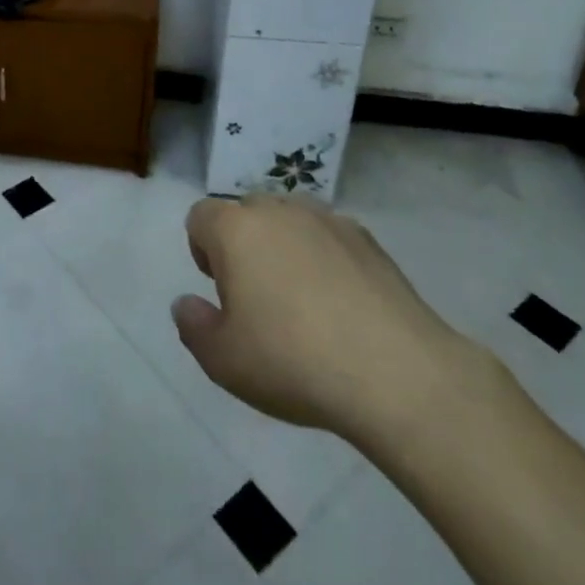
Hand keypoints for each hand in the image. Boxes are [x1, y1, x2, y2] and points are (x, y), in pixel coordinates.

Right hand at [172, 195, 487, 447]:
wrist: (397, 374)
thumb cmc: (294, 361)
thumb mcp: (224, 361)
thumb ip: (193, 327)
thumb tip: (187, 304)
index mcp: (235, 229)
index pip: (201, 217)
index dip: (203, 250)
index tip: (220, 292)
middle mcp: (277, 210)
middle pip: (246, 213)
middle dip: (244, 245)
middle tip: (258, 299)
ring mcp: (326, 219)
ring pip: (290, 221)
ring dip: (286, 247)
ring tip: (303, 300)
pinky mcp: (368, 239)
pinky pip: (330, 238)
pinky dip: (327, 259)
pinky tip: (343, 306)